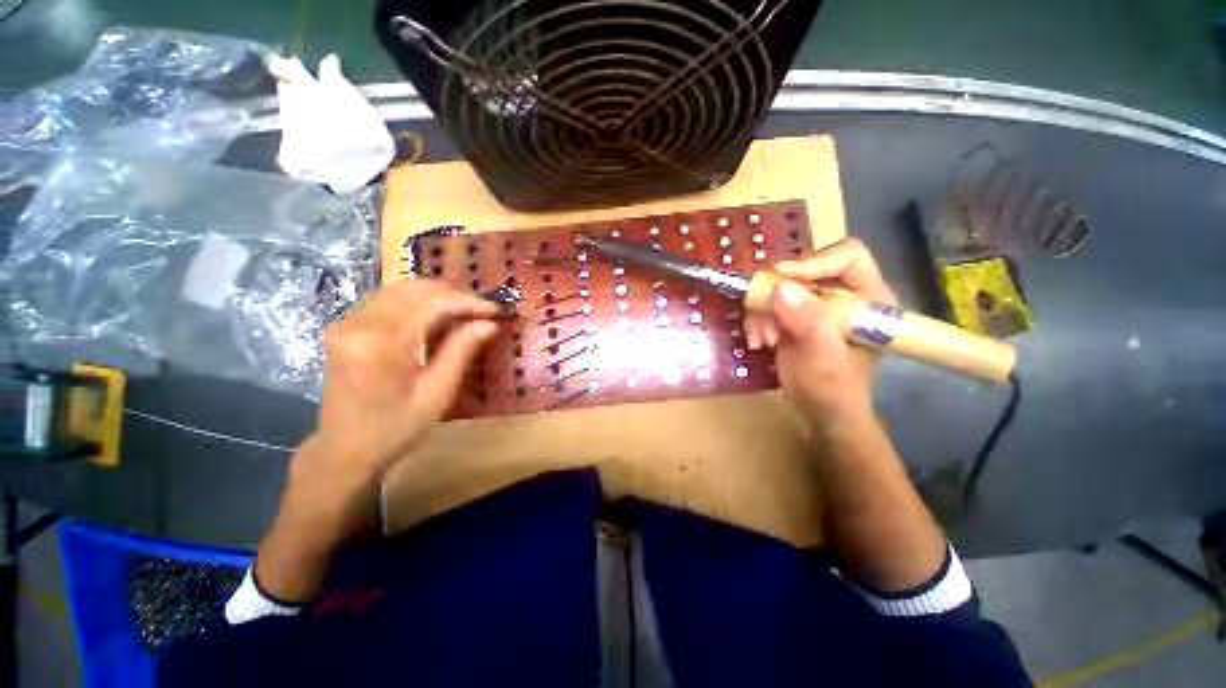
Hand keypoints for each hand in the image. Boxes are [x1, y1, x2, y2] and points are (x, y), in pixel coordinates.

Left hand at [289, 279, 499, 537]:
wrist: (344, 450)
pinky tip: (438, 316)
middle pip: (415, 289)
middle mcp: (359, 323)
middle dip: (455, 294)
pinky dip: (419, 301)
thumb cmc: (396, 429)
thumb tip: (490, 323)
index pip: (432, 303)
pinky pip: (388, 299)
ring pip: (401, 289)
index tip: (497, 309)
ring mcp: (348, 322)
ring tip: (467, 311)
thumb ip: (461, 351)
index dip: (469, 302)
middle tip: (484, 310)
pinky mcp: (346, 326)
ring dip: (438, 295)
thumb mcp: (437, 393)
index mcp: (381, 344)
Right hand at [746, 239, 896, 427]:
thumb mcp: (824, 357)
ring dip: (762, 310)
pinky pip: (768, 304)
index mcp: (869, 298)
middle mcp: (843, 295)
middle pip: (806, 270)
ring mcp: (816, 306)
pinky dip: (757, 320)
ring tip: (761, 338)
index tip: (783, 280)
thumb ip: (809, 323)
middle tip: (761, 311)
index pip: (847, 256)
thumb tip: (783, 289)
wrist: (818, 413)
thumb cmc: (833, 389)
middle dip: (778, 293)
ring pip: (780, 287)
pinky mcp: (794, 317)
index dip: (814, 263)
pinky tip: (758, 342)